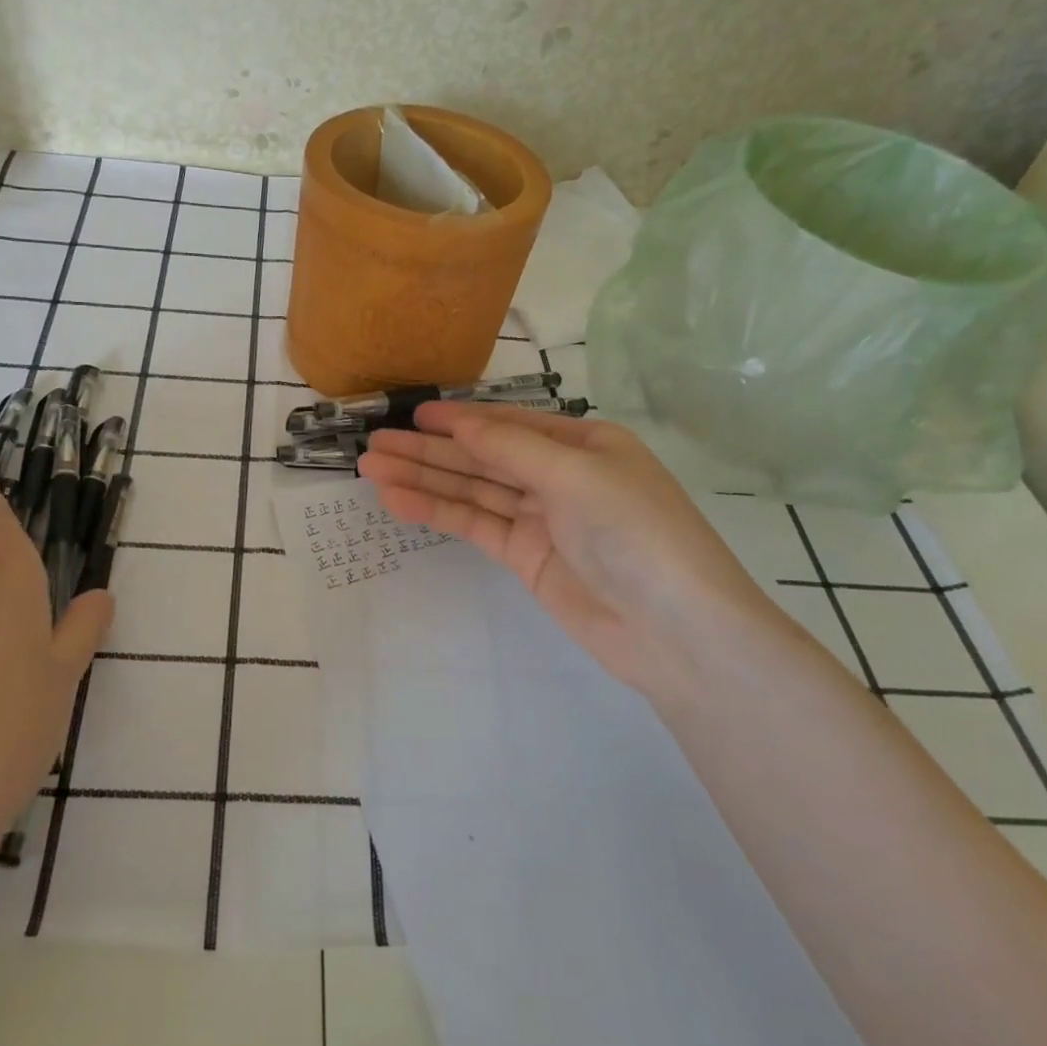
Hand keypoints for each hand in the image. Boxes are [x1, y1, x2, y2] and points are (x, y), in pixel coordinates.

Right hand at [358, 403, 778, 692]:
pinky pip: (475, 525)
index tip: (412, 415)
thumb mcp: (575, 475)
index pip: (508, 424)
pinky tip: (399, 501)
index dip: (459, 419)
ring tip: (372, 469)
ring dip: (424, 478)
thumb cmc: (635, 532)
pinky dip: (439, 512)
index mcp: (582, 444)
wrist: (674, 630)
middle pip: (483, 457)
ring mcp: (541, 518)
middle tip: (375, 445)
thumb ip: (510, 449)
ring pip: (473, 490)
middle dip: (429, 450)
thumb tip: (458, 424)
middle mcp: (559, 475)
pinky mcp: (526, 557)